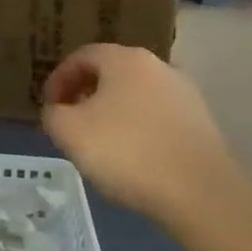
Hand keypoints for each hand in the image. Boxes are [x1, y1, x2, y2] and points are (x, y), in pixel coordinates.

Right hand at [40, 44, 242, 226]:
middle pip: (110, 73)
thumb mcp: (68, 131)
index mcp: (125, 60)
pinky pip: (157, 117)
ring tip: (99, 143)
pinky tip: (132, 157)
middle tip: (70, 122)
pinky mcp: (202, 124)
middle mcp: (159, 67)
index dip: (58, 79)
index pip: (81, 56)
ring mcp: (186, 95)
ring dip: (111, 112)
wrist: (202, 194)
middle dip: (85, 94)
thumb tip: (58, 110)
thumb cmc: (127, 152)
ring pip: (134, 96)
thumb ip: (52, 113)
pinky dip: (138, 129)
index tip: (48, 107)